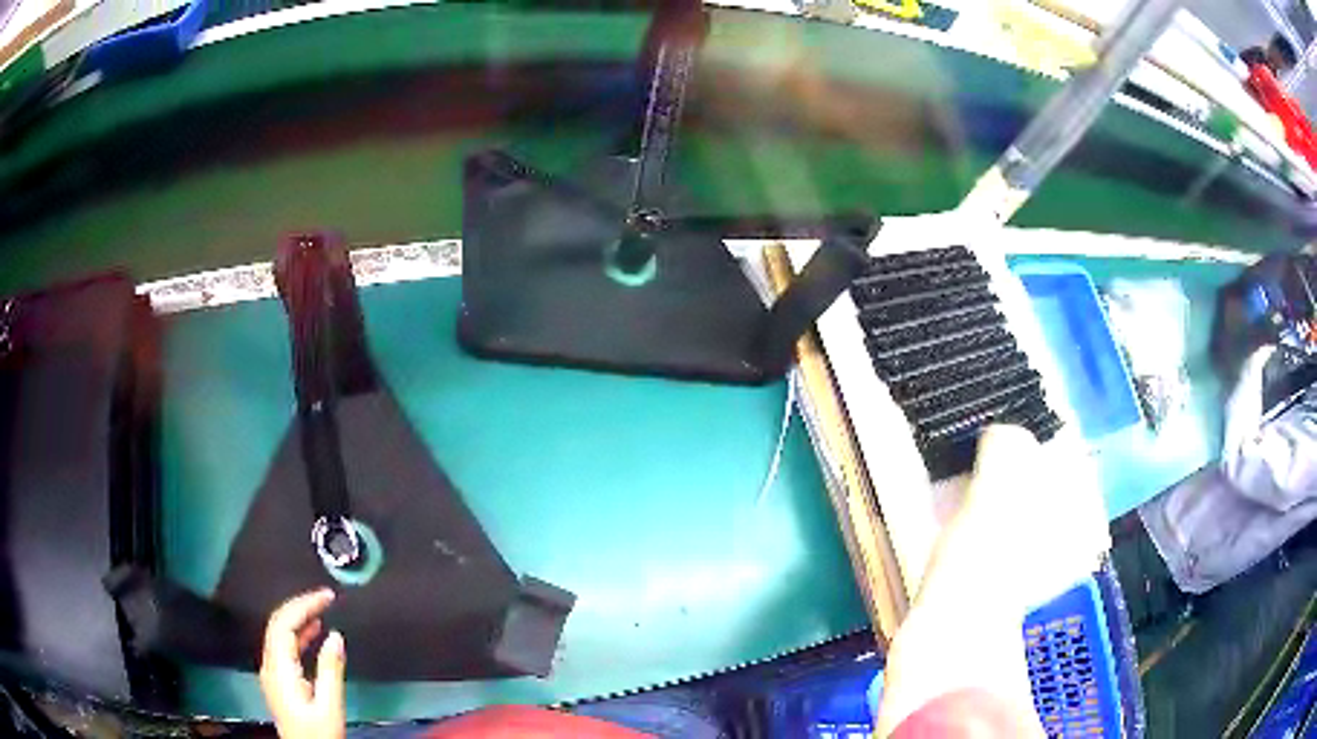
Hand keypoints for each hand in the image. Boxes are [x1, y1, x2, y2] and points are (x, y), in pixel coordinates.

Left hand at [259, 589, 345, 738]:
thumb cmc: (318, 733)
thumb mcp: (329, 705)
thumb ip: (331, 670)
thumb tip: (335, 636)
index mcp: (279, 668)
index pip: (284, 623)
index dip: (303, 604)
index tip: (327, 597)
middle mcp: (270, 665)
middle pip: (278, 624)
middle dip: (300, 606)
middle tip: (325, 598)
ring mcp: (272, 673)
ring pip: (279, 634)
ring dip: (298, 618)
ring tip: (322, 610)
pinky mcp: (279, 680)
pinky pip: (284, 647)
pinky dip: (298, 635)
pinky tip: (314, 634)